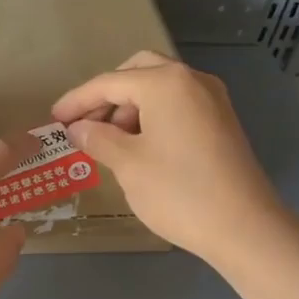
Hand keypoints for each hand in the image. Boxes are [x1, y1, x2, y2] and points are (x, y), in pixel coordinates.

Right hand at [51, 51, 284, 264]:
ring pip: (160, 88)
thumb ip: (98, 138)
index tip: (54, 119)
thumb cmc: (178, 191)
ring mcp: (212, 99)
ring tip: (109, 142)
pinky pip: (178, 105)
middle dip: (107, 95)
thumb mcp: (128, 164)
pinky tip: (139, 146)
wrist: (244, 227)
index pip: (109, 82)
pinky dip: (153, 116)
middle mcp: (192, 80)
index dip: (77, 101)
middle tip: (85, 125)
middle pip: (138, 72)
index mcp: (166, 82)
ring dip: (130, 106)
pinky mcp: (222, 122)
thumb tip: (78, 129)